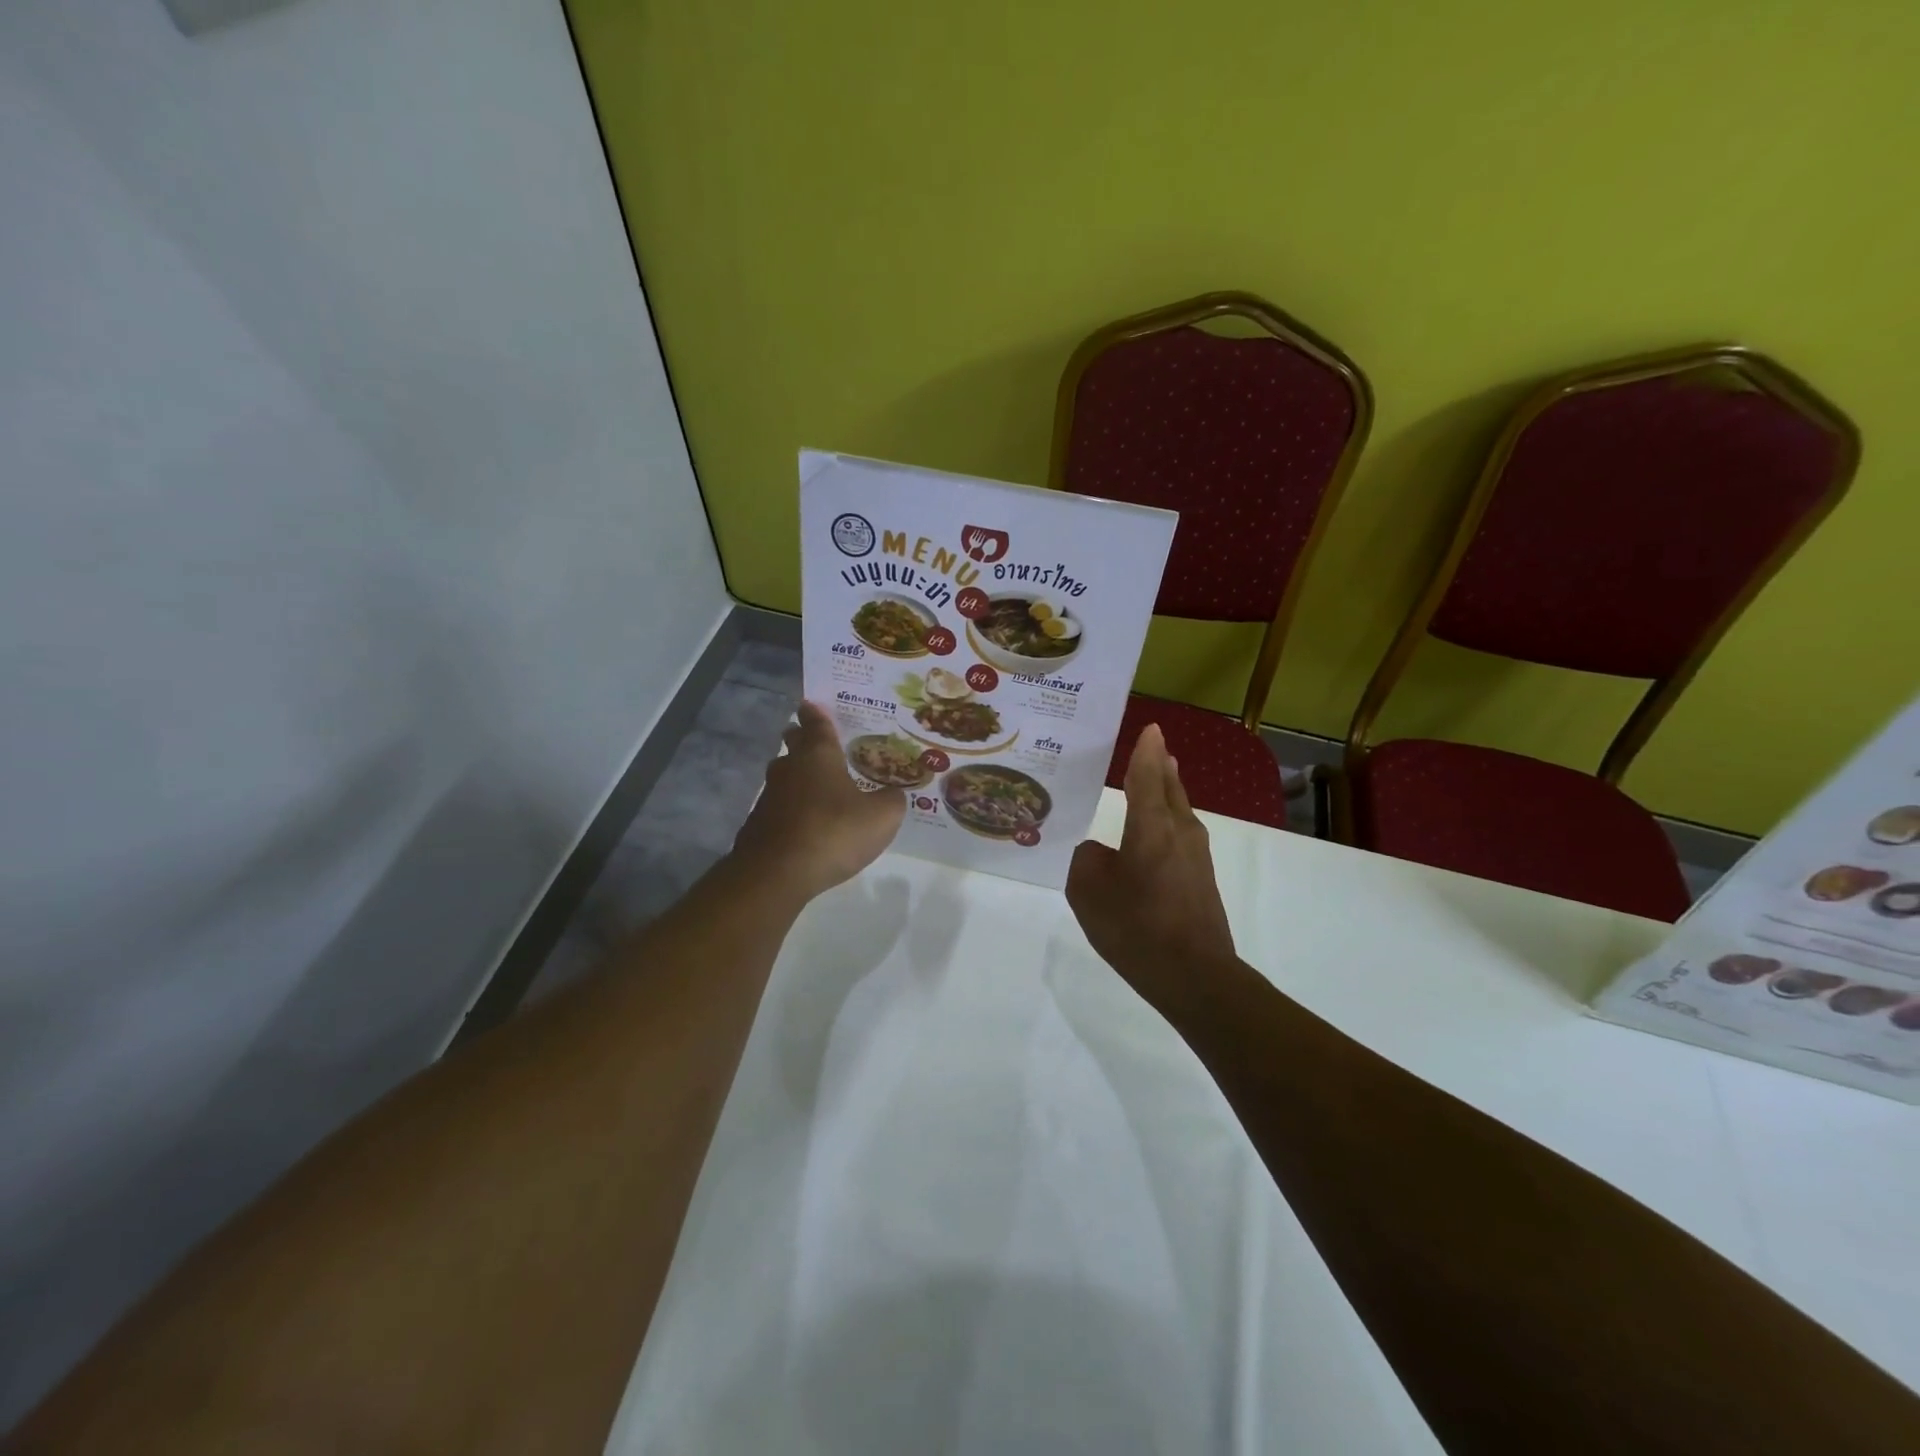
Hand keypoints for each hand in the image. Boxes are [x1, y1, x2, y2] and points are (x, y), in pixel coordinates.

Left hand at [732, 701, 906, 902]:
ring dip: (798, 777)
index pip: (816, 723)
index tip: (811, 704)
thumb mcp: (881, 817)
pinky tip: (805, 823)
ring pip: (784, 776)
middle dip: (802, 740)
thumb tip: (894, 794)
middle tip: (815, 741)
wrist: (776, 873)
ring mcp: (769, 795)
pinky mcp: (758, 824)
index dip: (816, 713)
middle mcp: (790, 767)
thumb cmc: (833, 832)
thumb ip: (892, 800)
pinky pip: (779, 807)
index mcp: (819, 755)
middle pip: (794, 745)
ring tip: (817, 787)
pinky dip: (791, 809)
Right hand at [1066, 724, 1236, 1005]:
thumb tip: (1101, 853)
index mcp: (1152, 827)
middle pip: (1171, 789)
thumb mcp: (1089, 892)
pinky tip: (1150, 838)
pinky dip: (1166, 824)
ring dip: (1166, 794)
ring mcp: (1197, 857)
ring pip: (1179, 813)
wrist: (1195, 976)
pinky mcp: (1201, 880)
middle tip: (1150, 748)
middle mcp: (1180, 832)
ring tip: (1151, 783)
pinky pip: (1180, 838)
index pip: (1147, 776)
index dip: (1145, 751)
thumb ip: (1087, 860)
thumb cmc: (1136, 927)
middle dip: (1160, 767)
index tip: (1150, 727)